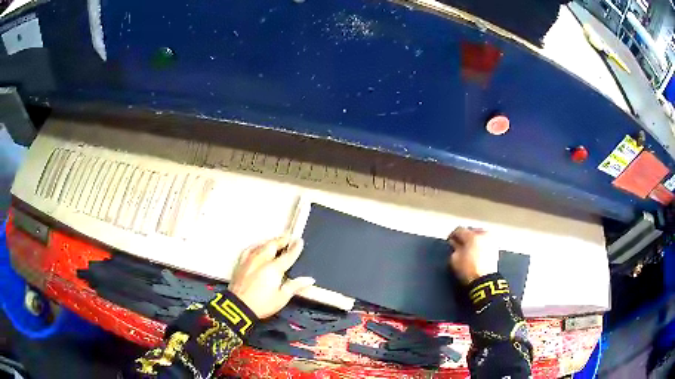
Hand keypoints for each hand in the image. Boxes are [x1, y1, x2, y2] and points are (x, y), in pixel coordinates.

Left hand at [228, 236, 314, 318]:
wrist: (238, 307)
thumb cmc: (261, 304)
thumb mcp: (282, 298)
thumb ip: (295, 286)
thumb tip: (309, 280)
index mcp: (274, 269)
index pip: (288, 255)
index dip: (295, 247)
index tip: (299, 241)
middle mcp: (261, 260)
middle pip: (273, 245)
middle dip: (281, 240)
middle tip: (288, 237)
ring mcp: (250, 260)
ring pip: (261, 245)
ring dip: (270, 242)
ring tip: (275, 241)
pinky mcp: (241, 263)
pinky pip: (249, 249)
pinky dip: (256, 246)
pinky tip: (257, 247)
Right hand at [447, 227, 498, 284]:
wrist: (485, 281)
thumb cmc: (468, 270)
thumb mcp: (454, 260)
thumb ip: (454, 248)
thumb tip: (455, 243)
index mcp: (472, 236)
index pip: (459, 230)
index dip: (452, 235)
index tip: (450, 241)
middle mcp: (483, 234)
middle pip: (471, 231)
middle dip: (465, 236)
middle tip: (459, 244)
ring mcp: (491, 240)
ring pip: (479, 235)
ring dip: (473, 240)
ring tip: (468, 248)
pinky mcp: (496, 248)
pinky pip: (485, 242)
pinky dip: (480, 244)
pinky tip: (476, 252)